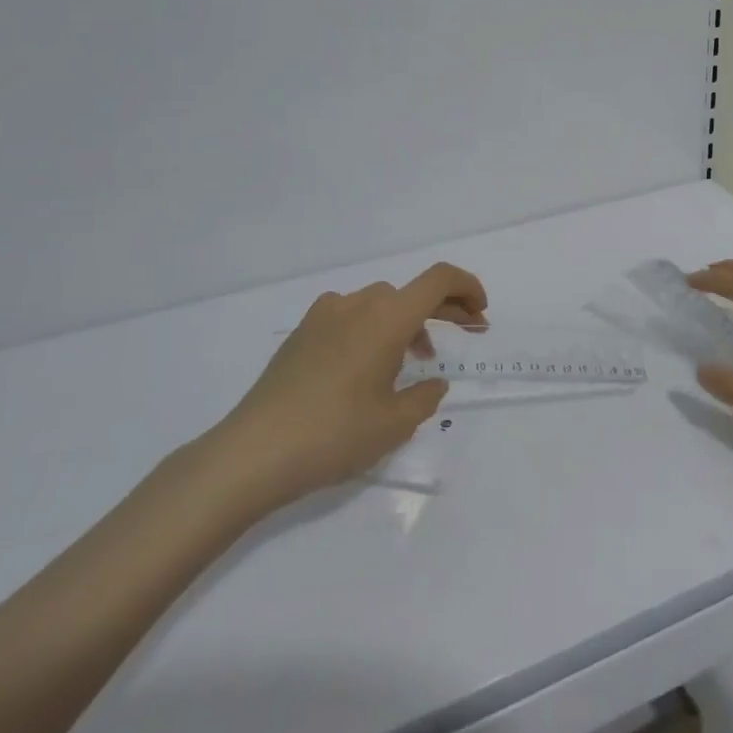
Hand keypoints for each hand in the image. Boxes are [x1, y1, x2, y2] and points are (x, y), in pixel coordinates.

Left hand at [198, 263, 487, 518]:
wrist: (252, 453)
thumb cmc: (335, 434)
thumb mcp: (394, 423)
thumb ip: (424, 396)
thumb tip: (431, 383)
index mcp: (387, 317)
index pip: (439, 279)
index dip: (468, 288)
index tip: (480, 314)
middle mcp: (357, 304)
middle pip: (411, 292)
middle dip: (445, 308)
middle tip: (467, 332)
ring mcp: (324, 315)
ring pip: (380, 304)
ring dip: (407, 322)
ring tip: (414, 362)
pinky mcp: (301, 333)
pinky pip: (351, 317)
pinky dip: (374, 329)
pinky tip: (368, 368)